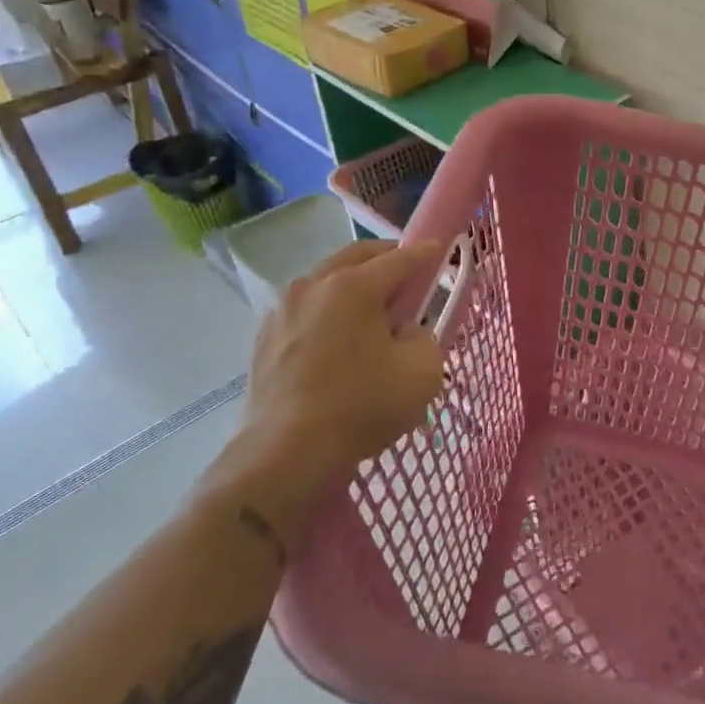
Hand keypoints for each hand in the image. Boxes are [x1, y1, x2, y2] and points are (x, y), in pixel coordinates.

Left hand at [200, 239, 446, 551]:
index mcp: (354, 286)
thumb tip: (405, 332)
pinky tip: (337, 336)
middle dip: (386, 258)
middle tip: (407, 272)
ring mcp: (283, 309)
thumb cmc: (362, 407)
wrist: (286, 454)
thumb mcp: (422, 372)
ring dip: (353, 283)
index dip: (425, 254)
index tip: (440, 249)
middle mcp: (314, 285)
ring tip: (371, 307)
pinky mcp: (264, 337)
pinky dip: (328, 310)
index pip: (400, 259)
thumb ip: (425, 338)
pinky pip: (306, 309)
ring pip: (326, 280)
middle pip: (357, 257)